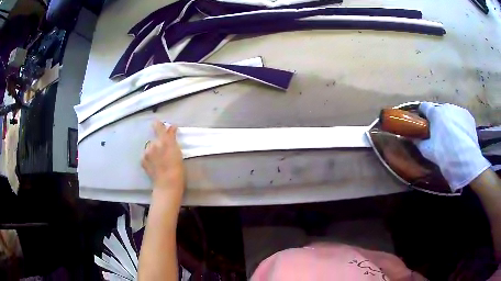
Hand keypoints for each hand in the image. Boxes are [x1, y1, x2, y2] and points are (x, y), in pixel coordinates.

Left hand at [142, 121, 184, 191]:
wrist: (167, 184)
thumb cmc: (177, 168)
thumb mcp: (177, 151)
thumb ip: (172, 136)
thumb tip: (171, 126)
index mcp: (164, 140)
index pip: (158, 126)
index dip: (158, 125)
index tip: (160, 126)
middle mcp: (153, 144)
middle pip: (155, 139)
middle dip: (159, 143)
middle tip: (165, 152)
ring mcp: (146, 153)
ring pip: (150, 147)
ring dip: (154, 151)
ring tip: (160, 160)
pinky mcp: (142, 161)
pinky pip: (146, 155)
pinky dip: (149, 158)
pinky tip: (155, 165)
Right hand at [415, 102, 490, 190]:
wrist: (466, 162)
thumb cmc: (445, 155)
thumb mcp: (428, 151)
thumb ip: (419, 142)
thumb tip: (412, 137)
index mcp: (435, 113)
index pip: (424, 106)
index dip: (422, 114)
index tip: (421, 122)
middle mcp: (447, 106)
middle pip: (439, 110)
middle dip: (438, 119)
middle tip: (438, 133)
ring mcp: (459, 110)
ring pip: (451, 113)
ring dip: (449, 120)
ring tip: (452, 136)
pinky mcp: (468, 116)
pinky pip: (460, 117)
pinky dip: (458, 123)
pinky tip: (460, 136)